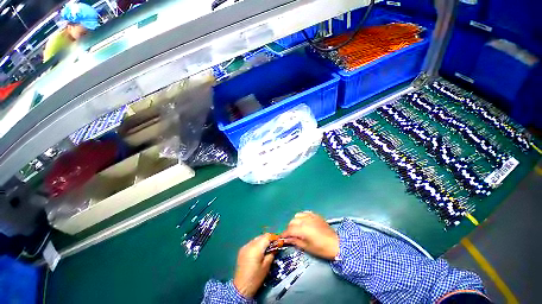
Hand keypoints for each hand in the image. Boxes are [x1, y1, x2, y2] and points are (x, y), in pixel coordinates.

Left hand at [233, 234, 274, 297]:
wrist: (241, 287)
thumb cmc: (256, 278)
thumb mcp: (266, 266)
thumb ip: (271, 254)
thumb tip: (275, 247)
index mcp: (256, 248)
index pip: (267, 237)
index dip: (274, 237)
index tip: (279, 240)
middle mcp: (250, 244)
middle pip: (261, 236)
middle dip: (268, 239)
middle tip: (274, 244)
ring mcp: (245, 246)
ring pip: (256, 239)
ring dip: (262, 241)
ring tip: (267, 248)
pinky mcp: (242, 250)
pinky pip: (251, 243)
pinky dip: (256, 244)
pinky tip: (259, 251)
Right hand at [281, 211, 338, 259]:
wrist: (336, 244)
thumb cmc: (321, 249)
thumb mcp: (307, 247)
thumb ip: (295, 241)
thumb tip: (287, 239)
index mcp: (302, 229)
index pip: (289, 230)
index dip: (284, 234)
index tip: (281, 238)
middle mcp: (305, 220)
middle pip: (292, 222)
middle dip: (289, 229)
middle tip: (290, 235)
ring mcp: (310, 216)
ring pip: (297, 216)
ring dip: (295, 222)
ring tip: (297, 228)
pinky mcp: (315, 215)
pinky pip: (304, 213)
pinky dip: (301, 217)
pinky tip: (304, 222)